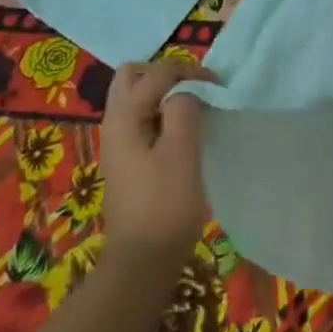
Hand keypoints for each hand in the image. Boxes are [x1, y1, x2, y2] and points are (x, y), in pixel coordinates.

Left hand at [99, 58, 215, 264]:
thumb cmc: (166, 203)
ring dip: (162, 92)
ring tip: (193, 106)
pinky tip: (182, 130)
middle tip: (195, 87)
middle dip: (165, 73)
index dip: (189, 72)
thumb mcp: (182, 151)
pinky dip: (160, 112)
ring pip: (134, 97)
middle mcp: (114, 123)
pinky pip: (140, 118)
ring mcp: (117, 142)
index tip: (218, 86)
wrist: (144, 259)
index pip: (156, 73)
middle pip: (132, 77)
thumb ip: (183, 109)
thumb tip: (185, 92)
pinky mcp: (126, 159)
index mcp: (124, 117)